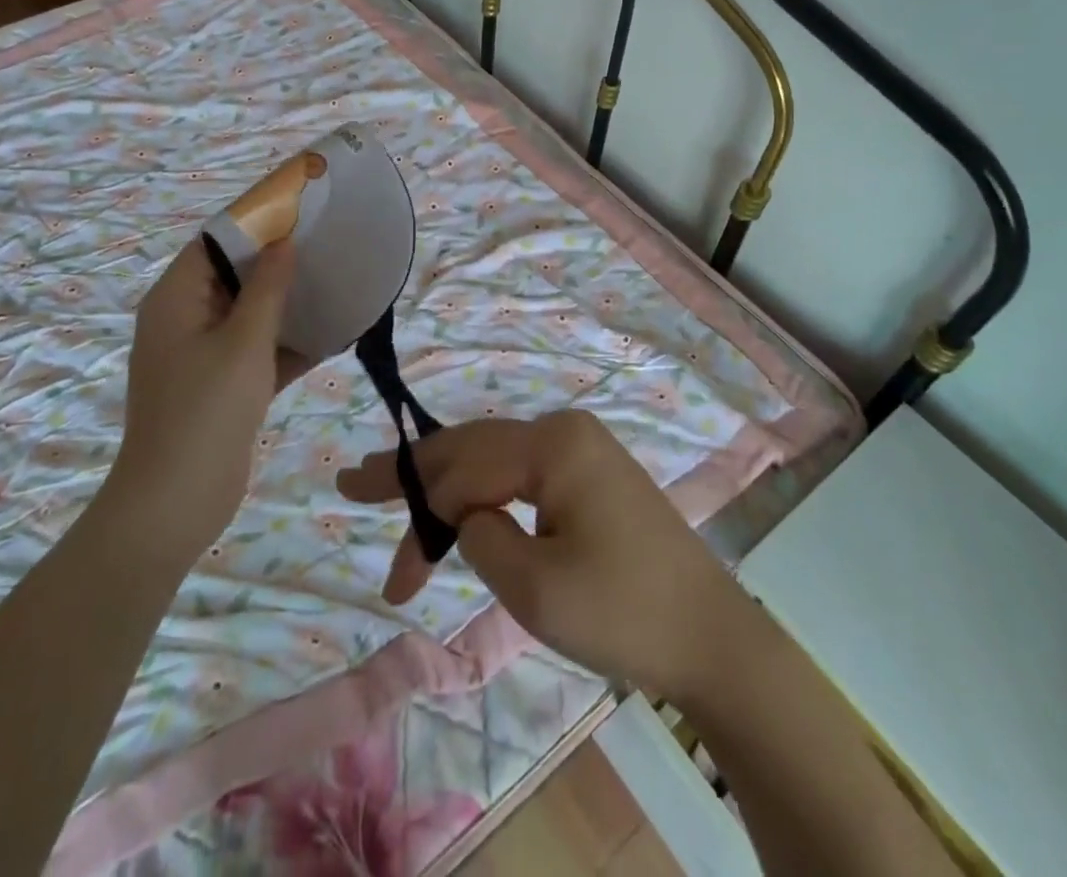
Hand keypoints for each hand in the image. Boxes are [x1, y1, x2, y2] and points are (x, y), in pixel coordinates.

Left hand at [105, 237, 308, 564]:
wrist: (175, 503)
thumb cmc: (206, 409)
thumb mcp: (244, 341)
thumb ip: (267, 287)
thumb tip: (283, 241)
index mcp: (176, 299)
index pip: (214, 243)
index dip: (255, 223)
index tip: (300, 211)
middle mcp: (184, 320)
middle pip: (233, 276)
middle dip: (277, 263)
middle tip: (325, 246)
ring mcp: (202, 356)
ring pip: (248, 315)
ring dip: (286, 304)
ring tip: (334, 283)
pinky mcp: (221, 386)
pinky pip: (256, 351)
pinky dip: (286, 343)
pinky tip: (332, 335)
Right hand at [336, 410, 753, 701]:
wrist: (712, 637)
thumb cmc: (624, 612)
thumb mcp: (535, 587)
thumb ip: (481, 538)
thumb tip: (468, 516)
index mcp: (553, 444)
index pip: (463, 472)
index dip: (418, 519)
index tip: (393, 581)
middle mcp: (563, 429)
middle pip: (471, 447)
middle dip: (414, 474)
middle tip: (355, 482)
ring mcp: (580, 448)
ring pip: (492, 457)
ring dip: (445, 483)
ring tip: (391, 490)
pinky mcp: (590, 473)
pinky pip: (520, 472)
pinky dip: (481, 491)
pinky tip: (454, 502)